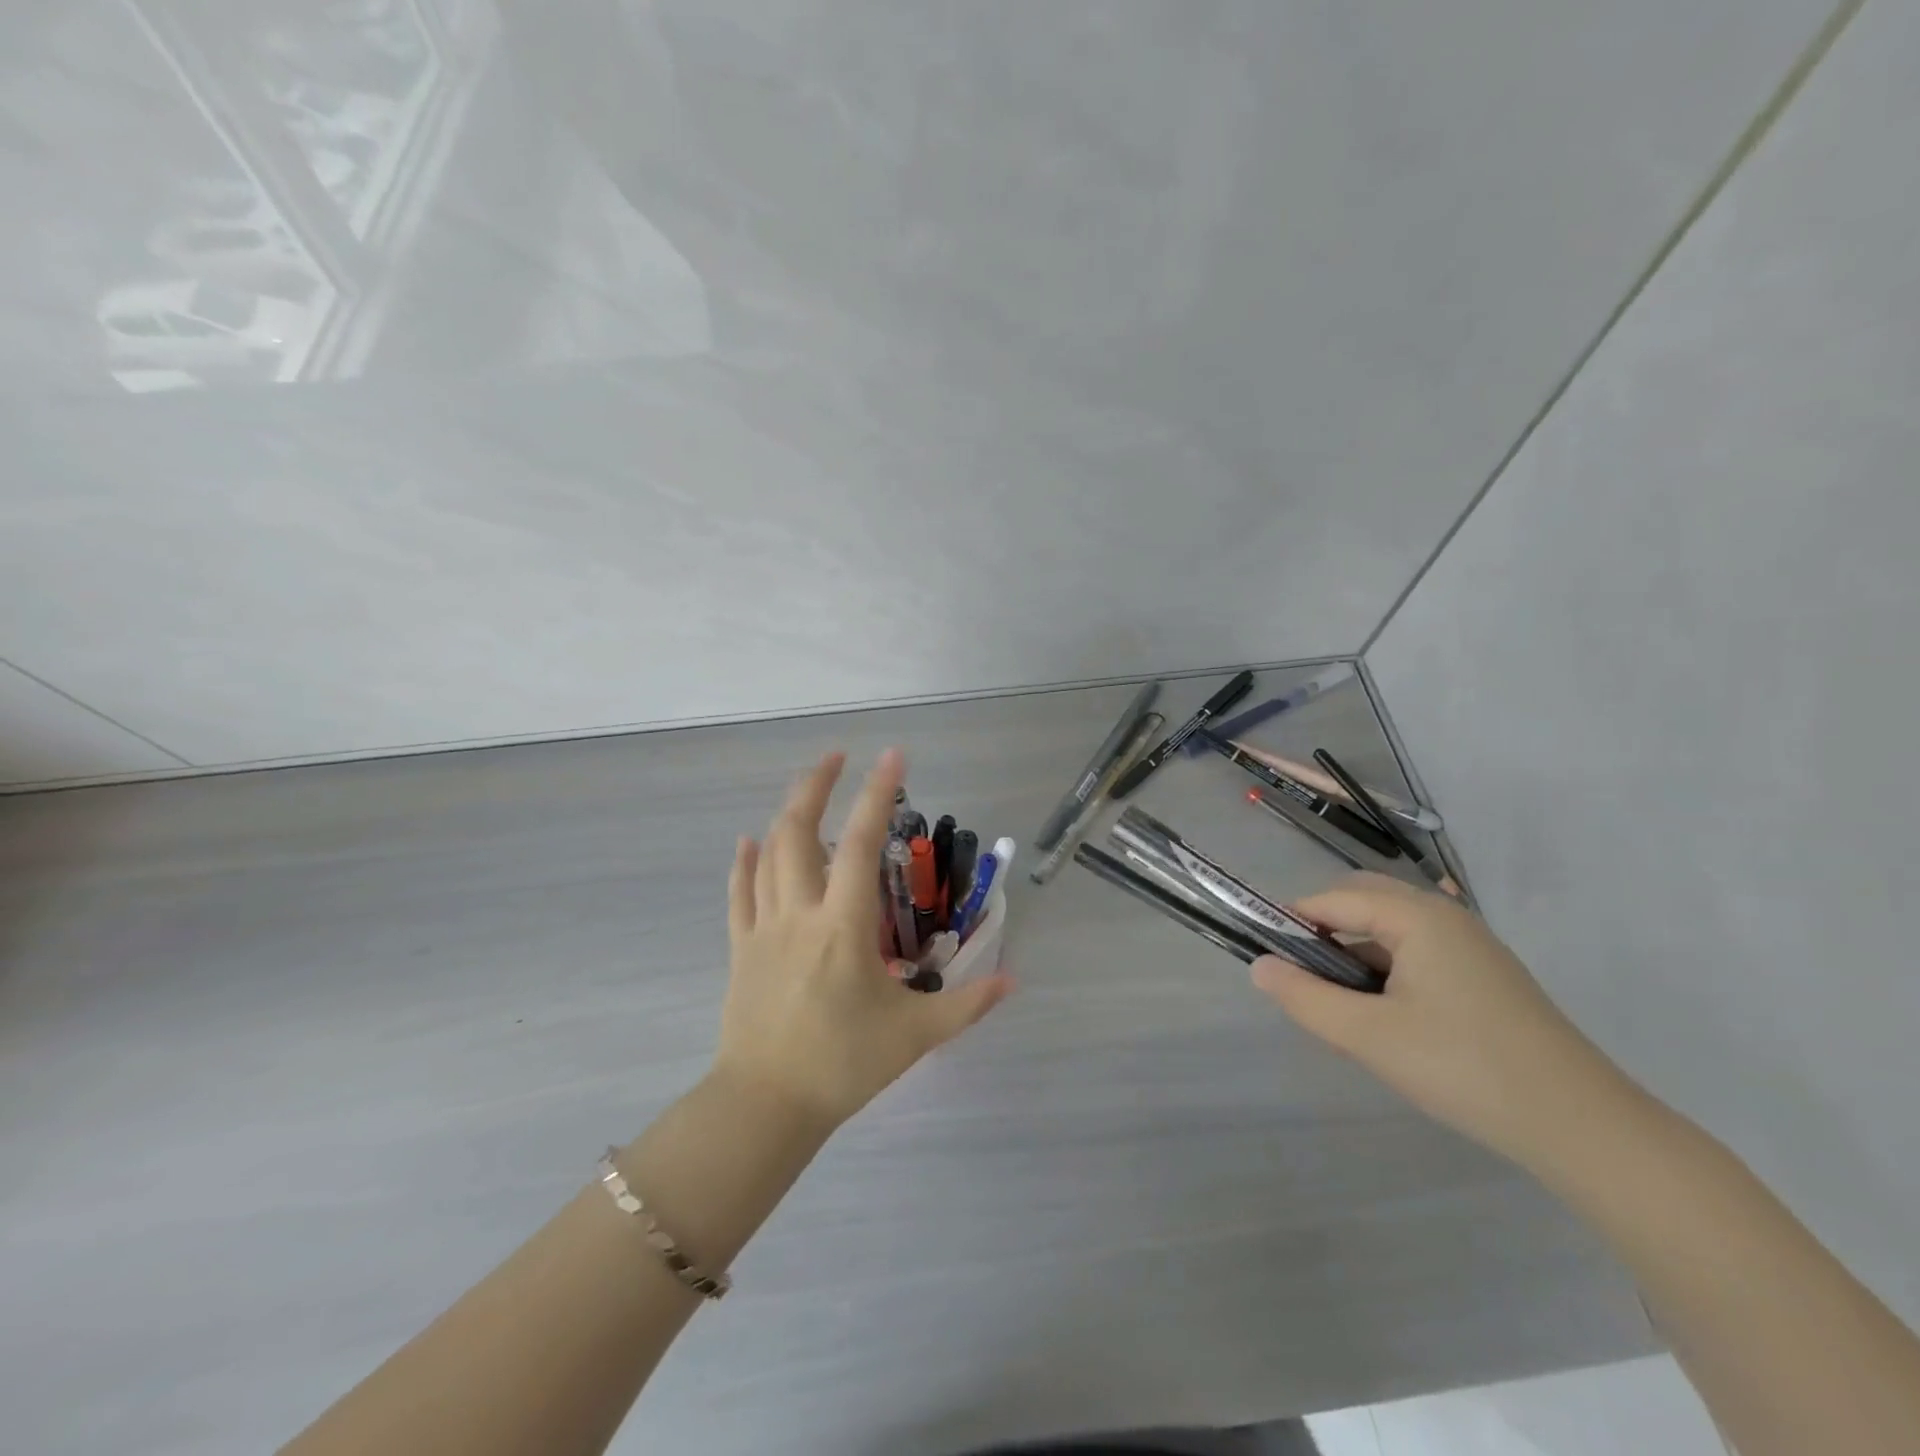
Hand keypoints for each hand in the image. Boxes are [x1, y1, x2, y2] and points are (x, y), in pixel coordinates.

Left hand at [715, 748, 1011, 1130]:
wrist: (765, 1106)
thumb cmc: (843, 1065)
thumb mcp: (915, 1035)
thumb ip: (967, 1004)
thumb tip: (1013, 980)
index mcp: (843, 925)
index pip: (859, 843)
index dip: (876, 793)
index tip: (892, 755)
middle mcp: (800, 912)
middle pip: (799, 831)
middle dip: (816, 785)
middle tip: (837, 756)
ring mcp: (763, 928)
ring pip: (768, 855)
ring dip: (786, 814)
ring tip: (807, 790)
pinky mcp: (740, 948)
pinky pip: (738, 894)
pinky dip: (744, 862)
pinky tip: (748, 841)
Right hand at [1252, 872, 1630, 1167]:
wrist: (1583, 1127)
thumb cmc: (1464, 1069)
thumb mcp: (1368, 1037)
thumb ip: (1304, 998)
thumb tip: (1259, 966)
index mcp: (1417, 916)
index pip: (1332, 900)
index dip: (1292, 923)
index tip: (1270, 962)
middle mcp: (1445, 916)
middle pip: (1362, 900)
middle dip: (1324, 931)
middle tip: (1307, 981)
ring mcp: (1471, 944)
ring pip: (1390, 927)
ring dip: (1356, 951)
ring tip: (1343, 1006)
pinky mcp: (1485, 974)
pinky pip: (1418, 951)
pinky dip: (1387, 968)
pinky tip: (1387, 1016)